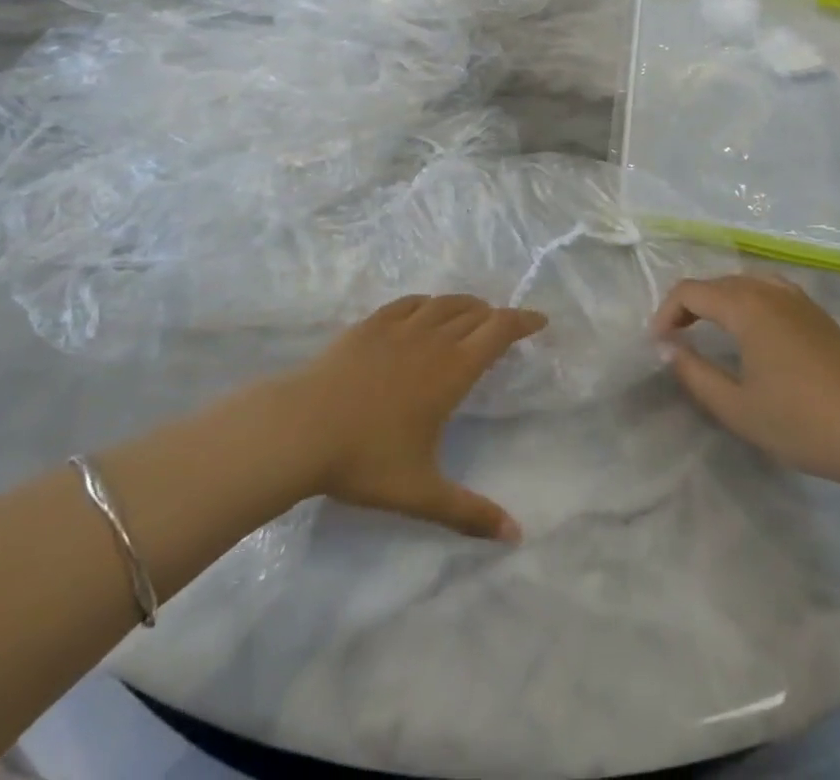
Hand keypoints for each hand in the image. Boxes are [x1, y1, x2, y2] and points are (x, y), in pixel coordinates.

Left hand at [292, 295, 545, 539]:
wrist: (300, 428)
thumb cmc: (365, 460)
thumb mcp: (421, 493)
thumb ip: (469, 513)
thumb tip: (516, 536)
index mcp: (452, 371)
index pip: (498, 331)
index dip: (523, 321)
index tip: (540, 321)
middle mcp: (431, 339)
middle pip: (474, 312)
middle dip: (495, 315)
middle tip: (505, 327)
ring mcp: (397, 328)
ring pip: (442, 304)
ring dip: (465, 305)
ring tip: (472, 314)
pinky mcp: (369, 325)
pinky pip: (408, 303)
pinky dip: (427, 303)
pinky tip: (424, 311)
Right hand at [652, 275, 839, 488]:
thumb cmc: (801, 422)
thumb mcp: (737, 408)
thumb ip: (694, 373)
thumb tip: (668, 348)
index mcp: (747, 307)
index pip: (691, 292)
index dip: (666, 313)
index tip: (658, 344)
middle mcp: (770, 291)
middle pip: (716, 283)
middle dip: (689, 306)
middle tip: (676, 339)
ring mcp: (798, 298)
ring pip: (744, 282)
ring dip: (719, 301)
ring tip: (709, 330)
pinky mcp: (817, 312)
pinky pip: (769, 289)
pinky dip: (747, 300)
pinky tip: (751, 329)